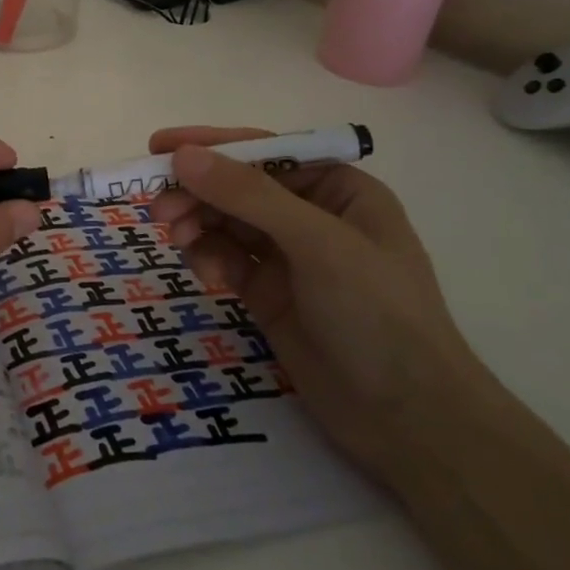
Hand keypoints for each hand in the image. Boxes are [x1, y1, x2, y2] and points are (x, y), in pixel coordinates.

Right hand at [145, 127, 484, 480]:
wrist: (410, 423)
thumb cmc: (378, 315)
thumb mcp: (317, 244)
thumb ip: (248, 196)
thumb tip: (183, 155)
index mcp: (337, 189)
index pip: (264, 152)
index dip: (211, 146)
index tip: (159, 147)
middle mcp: (311, 215)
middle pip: (237, 187)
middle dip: (197, 193)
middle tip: (159, 210)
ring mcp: (288, 257)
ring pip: (225, 222)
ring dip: (197, 225)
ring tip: (177, 242)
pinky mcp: (269, 293)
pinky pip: (226, 259)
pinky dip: (209, 260)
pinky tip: (208, 278)